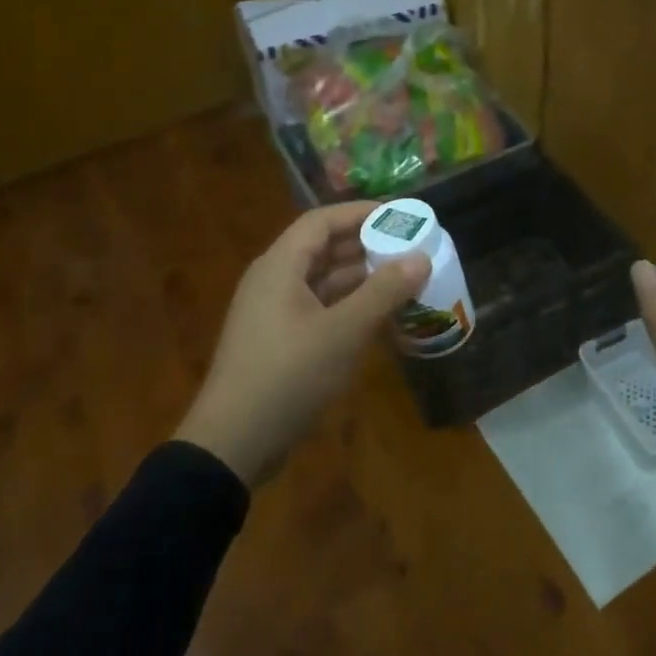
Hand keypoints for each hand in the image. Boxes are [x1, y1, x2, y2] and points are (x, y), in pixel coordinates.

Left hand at [174, 201, 428, 485]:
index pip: (322, 221)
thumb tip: (421, 257)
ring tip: (404, 280)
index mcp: (280, 266)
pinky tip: (380, 318)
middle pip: (323, 249)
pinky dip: (349, 307)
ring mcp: (274, 313)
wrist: (234, 442)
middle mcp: (274, 281)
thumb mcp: (343, 331)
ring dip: (361, 279)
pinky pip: (319, 309)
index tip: (399, 216)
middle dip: (366, 246)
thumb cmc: (288, 375)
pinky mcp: (279, 341)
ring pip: (323, 281)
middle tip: (409, 248)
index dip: (360, 213)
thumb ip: (384, 292)